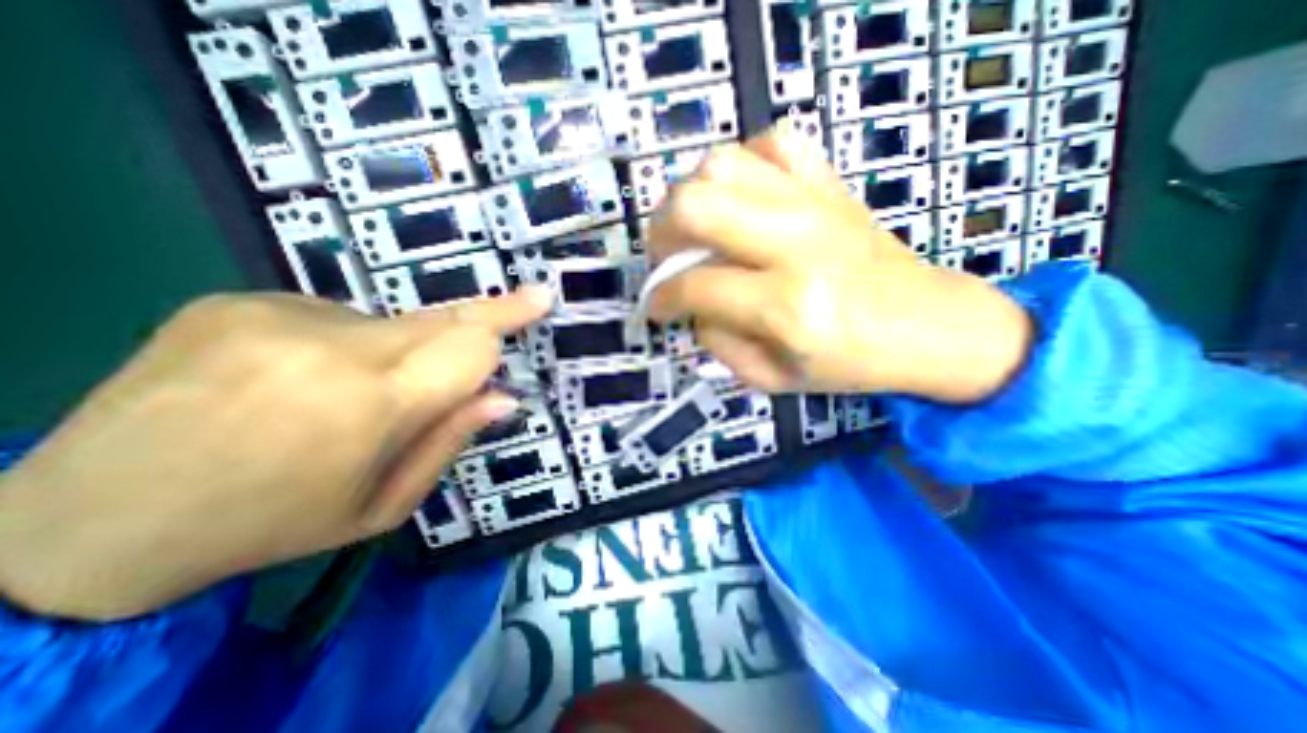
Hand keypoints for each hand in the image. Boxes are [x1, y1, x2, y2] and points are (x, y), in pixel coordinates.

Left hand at [0, 288, 547, 619]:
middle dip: (483, 318)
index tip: (540, 300)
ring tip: (349, 395)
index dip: (508, 321)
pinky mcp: (238, 300)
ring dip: (398, 351)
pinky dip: (344, 344)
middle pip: (441, 318)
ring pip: (391, 322)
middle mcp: (329, 347)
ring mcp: (276, 315)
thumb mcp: (381, 506)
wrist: (80, 525)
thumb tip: (503, 396)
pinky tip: (299, 379)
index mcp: (368, 406)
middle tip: (525, 302)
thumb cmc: (269, 525)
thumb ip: (450, 442)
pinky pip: (335, 316)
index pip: (468, 345)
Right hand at [643, 126, 1029, 398]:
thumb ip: (718, 343)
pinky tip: (743, 199)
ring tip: (697, 229)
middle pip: (697, 203)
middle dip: (662, 232)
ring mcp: (815, 203)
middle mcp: (795, 243)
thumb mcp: (771, 378)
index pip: (696, 285)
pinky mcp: (830, 184)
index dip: (661, 297)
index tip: (657, 306)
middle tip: (666, 257)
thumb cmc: (849, 363)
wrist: (929, 324)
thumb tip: (691, 305)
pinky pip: (773, 144)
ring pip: (723, 164)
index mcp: (786, 305)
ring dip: (693, 195)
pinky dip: (743, 165)